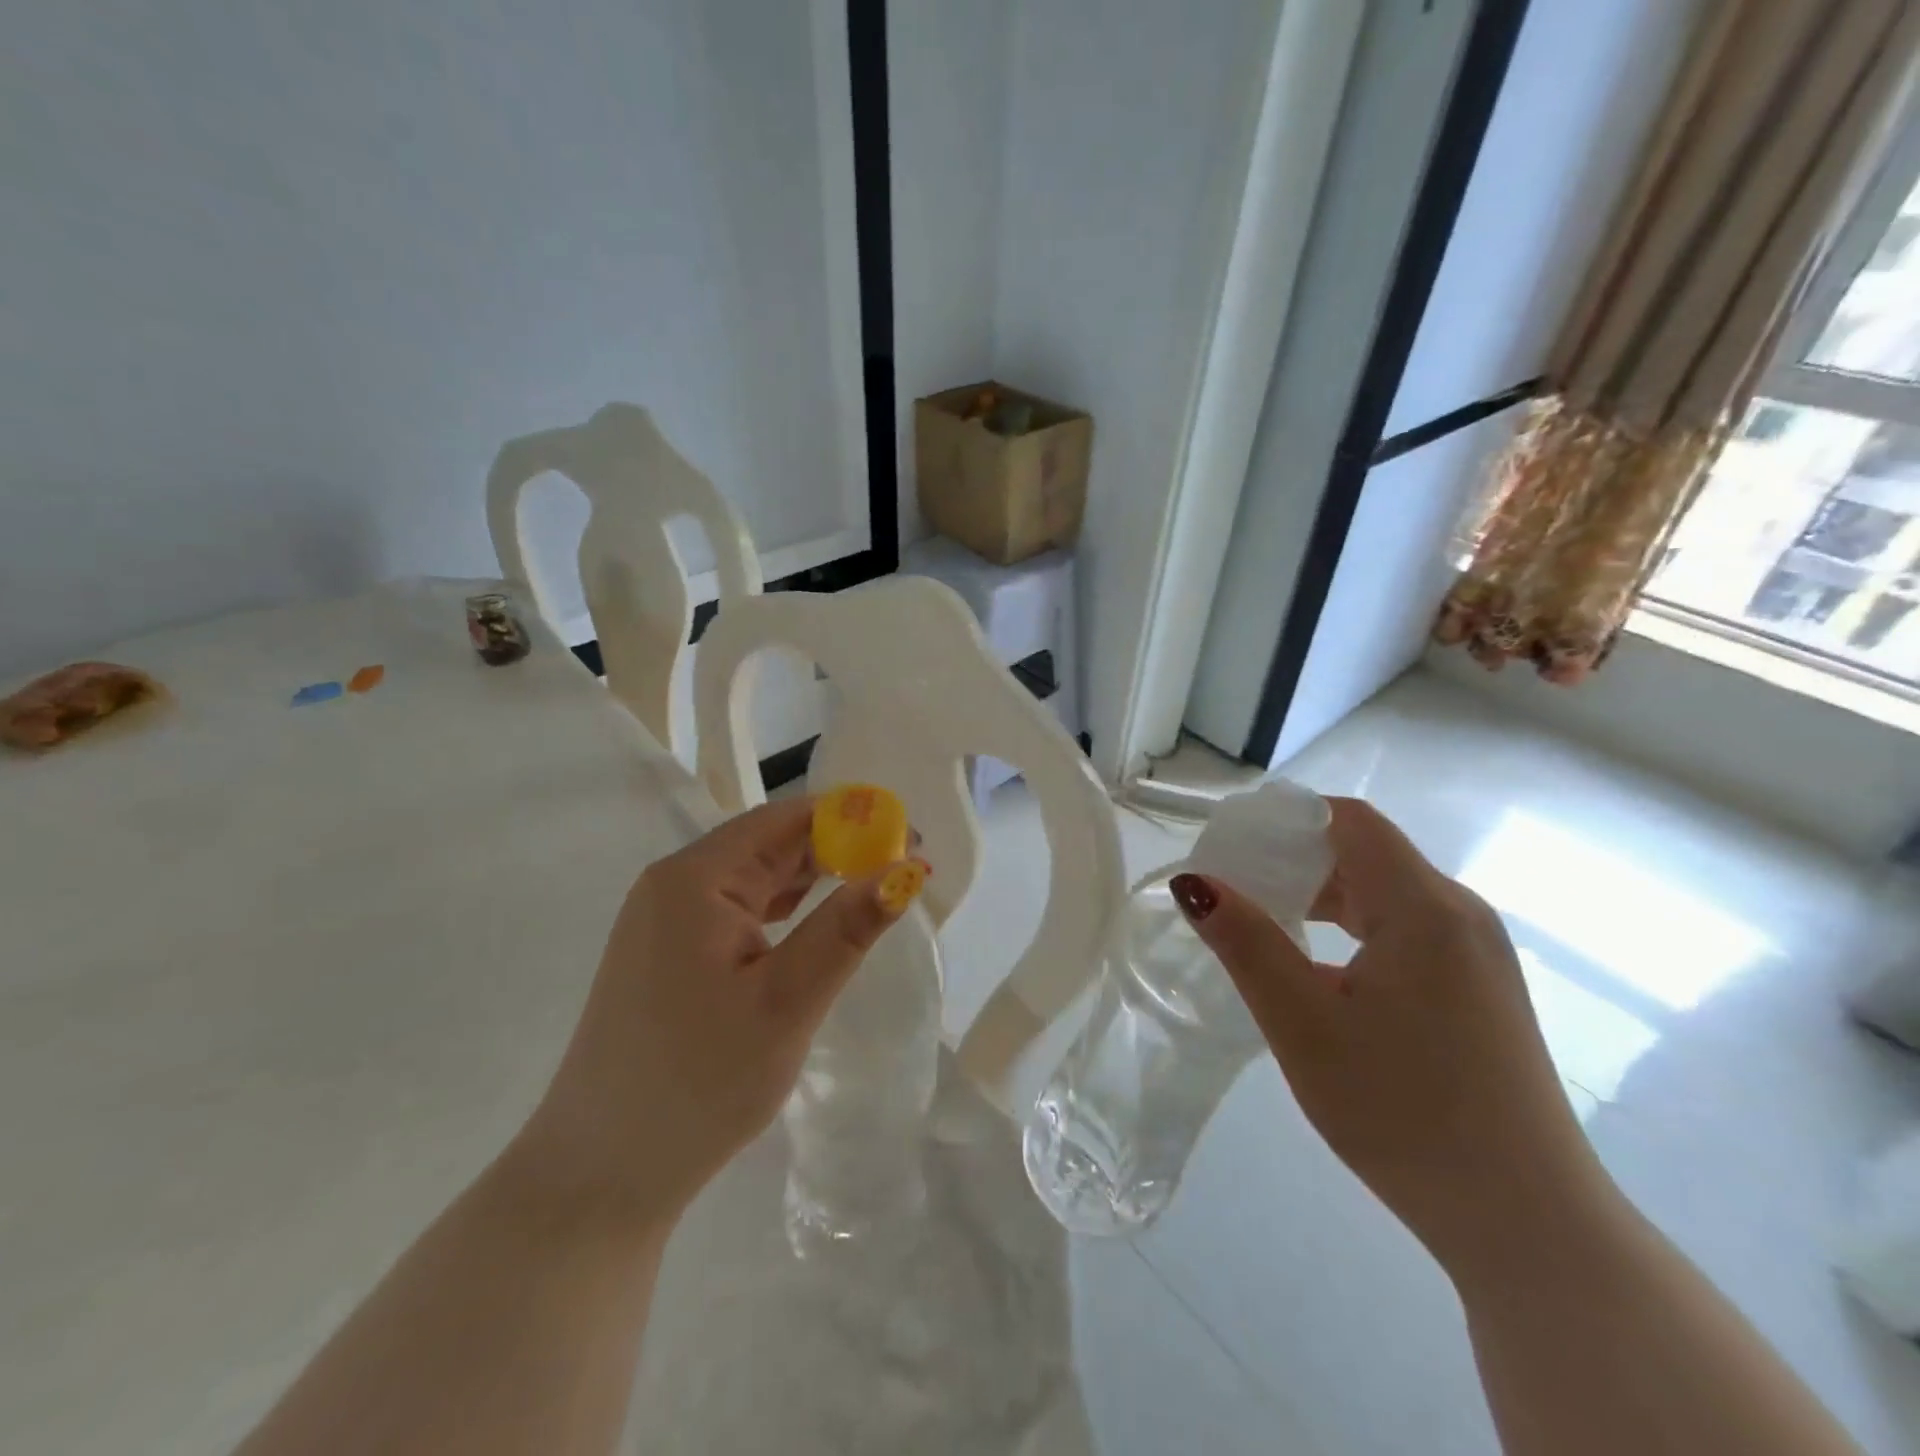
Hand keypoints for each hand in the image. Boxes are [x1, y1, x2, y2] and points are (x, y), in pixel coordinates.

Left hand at [517, 797, 929, 1224]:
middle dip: (838, 849)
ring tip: (871, 890)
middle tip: (903, 871)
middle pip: (770, 843)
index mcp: (695, 878)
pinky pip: (738, 908)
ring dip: (814, 877)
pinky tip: (814, 921)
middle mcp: (674, 883)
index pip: (786, 819)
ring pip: (756, 876)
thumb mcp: (786, 1002)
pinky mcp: (667, 951)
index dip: (852, 819)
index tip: (909, 840)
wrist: (600, 1175)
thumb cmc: (698, 1084)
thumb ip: (847, 928)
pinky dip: (784, 908)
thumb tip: (907, 868)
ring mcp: (665, 918)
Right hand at [1171, 797, 1609, 1275]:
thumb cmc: (1403, 1112)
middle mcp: (1459, 913)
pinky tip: (1316, 967)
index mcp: (1424, 907)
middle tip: (1231, 888)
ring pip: (1382, 892)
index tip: (1230, 843)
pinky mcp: (1478, 987)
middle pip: (1364, 852)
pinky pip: (1404, 929)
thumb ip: (1246, 942)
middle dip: (1293, 859)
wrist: (1526, 1223)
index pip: (1349, 820)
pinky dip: (1351, 929)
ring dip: (1319, 897)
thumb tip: (1193, 882)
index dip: (1286, 818)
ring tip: (1261, 925)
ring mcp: (1475, 952)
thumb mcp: (1303, 1024)